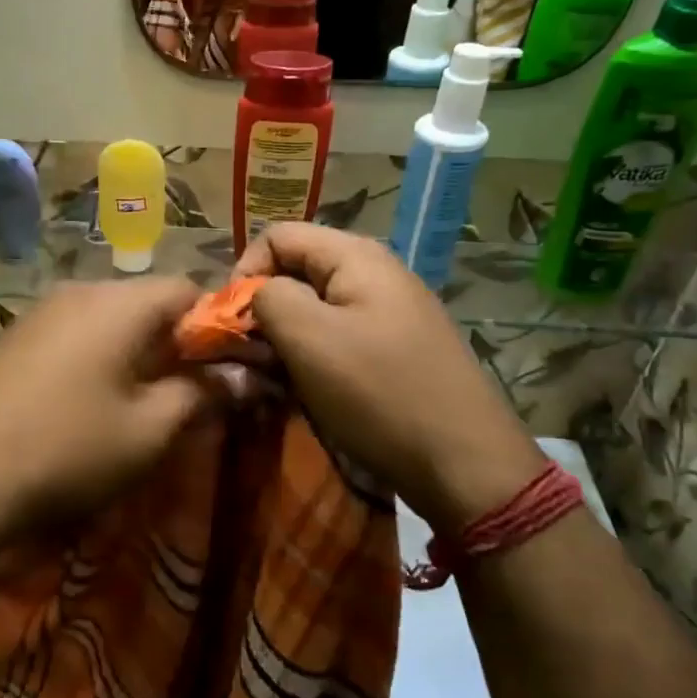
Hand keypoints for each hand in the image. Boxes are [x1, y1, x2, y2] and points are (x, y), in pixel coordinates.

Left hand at [0, 279, 211, 560]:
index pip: (189, 288)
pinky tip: (88, 404)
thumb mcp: (148, 430)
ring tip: (141, 403)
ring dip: (136, 352)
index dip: (218, 324)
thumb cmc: (68, 448)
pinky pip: (73, 335)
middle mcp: (78, 293)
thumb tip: (241, 377)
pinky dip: (98, 358)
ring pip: (109, 319)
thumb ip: (200, 395)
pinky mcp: (13, 339)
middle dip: (176, 341)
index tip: (230, 367)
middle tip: (189, 392)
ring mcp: (39, 313)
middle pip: (146, 301)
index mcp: (119, 303)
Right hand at [234, 223, 545, 532]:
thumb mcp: (309, 337)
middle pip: (297, 270)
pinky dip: (315, 356)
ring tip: (278, 377)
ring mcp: (391, 312)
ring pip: (316, 307)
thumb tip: (258, 294)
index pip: (277, 236)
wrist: (463, 462)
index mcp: (356, 256)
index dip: (245, 271)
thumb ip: (268, 298)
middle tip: (252, 355)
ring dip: (287, 338)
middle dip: (265, 307)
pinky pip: (340, 336)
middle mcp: (376, 273)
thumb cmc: (378, 392)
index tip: (233, 322)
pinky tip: (312, 389)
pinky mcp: (397, 348)